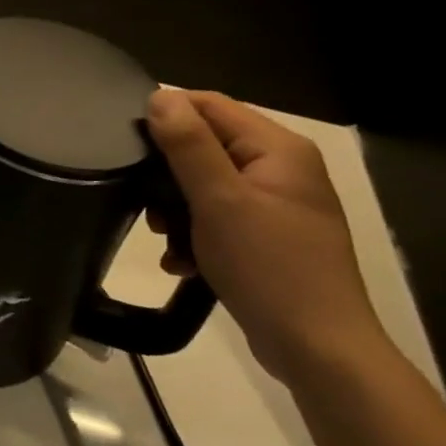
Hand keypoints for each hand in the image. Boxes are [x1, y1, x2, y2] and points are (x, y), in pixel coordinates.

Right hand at [144, 89, 387, 385]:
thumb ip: (188, 145)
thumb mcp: (219, 200)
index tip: (127, 146)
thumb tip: (160, 96)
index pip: (209, 105)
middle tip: (145, 205)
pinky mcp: (267, 237)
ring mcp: (275, 204)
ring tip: (163, 239)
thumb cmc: (268, 267)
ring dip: (175, 209)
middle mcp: (280, 168)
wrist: (318, 349)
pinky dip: (193, 234)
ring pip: (204, 184)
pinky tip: (180, 262)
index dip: (166, 117)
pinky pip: (216, 217)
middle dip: (166, 174)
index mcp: (277, 149)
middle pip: (204, 145)